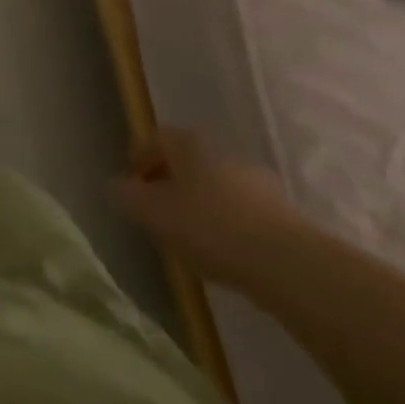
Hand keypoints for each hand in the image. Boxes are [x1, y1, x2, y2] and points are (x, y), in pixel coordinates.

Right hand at [109, 126, 306, 287]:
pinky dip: (228, 224)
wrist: (289, 264)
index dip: (141, 158)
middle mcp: (222, 153)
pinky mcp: (283, 215)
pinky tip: (224, 253)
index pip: (157, 139)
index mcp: (189, 145)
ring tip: (190, 237)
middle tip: (158, 210)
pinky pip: (242, 212)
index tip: (132, 184)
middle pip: (189, 161)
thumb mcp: (153, 213)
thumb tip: (116, 186)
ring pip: (217, 187)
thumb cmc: (209, 227)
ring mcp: (257, 183)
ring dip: (201, 204)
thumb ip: (128, 197)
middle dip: (171, 182)